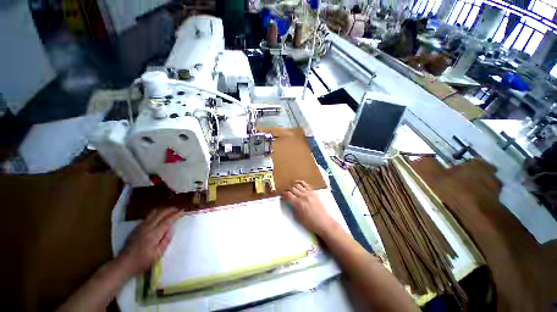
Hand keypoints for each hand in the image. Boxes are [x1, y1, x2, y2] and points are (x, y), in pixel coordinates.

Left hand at [117, 208, 182, 276]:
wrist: (123, 264)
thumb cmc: (142, 262)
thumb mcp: (157, 255)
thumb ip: (165, 241)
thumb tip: (171, 229)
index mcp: (153, 234)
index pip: (167, 221)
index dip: (176, 215)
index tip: (182, 211)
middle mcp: (147, 228)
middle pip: (160, 213)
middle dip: (170, 209)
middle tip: (177, 208)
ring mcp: (140, 227)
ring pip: (153, 213)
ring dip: (162, 210)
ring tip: (169, 210)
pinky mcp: (136, 228)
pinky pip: (148, 217)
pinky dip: (156, 213)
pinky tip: (158, 216)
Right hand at [281, 180, 338, 235]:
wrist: (323, 222)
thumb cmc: (310, 223)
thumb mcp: (297, 218)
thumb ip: (292, 208)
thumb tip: (288, 202)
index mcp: (299, 204)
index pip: (288, 195)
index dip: (282, 194)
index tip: (281, 195)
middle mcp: (303, 196)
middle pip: (292, 188)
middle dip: (286, 190)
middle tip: (285, 192)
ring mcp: (309, 193)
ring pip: (297, 185)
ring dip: (292, 186)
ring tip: (291, 189)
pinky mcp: (313, 192)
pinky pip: (305, 184)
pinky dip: (299, 183)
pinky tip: (297, 184)